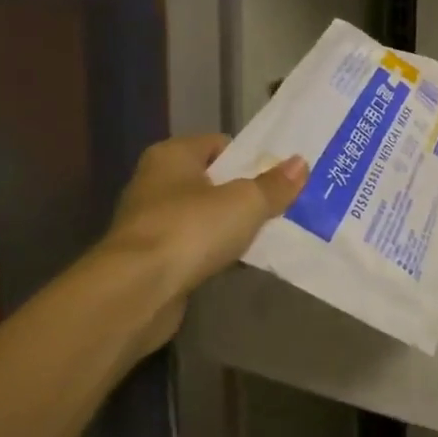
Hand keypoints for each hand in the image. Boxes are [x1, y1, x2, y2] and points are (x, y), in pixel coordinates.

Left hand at [95, 135, 307, 351]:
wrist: (136, 292)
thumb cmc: (190, 229)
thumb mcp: (245, 202)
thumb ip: (274, 184)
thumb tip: (301, 163)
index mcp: (172, 155)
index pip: (219, 144)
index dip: (250, 158)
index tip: (280, 175)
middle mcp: (155, 183)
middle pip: (212, 181)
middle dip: (244, 194)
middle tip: (282, 205)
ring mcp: (150, 224)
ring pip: (203, 217)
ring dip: (230, 227)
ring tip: (268, 235)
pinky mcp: (150, 260)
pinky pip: (194, 248)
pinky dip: (214, 254)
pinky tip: (239, 263)